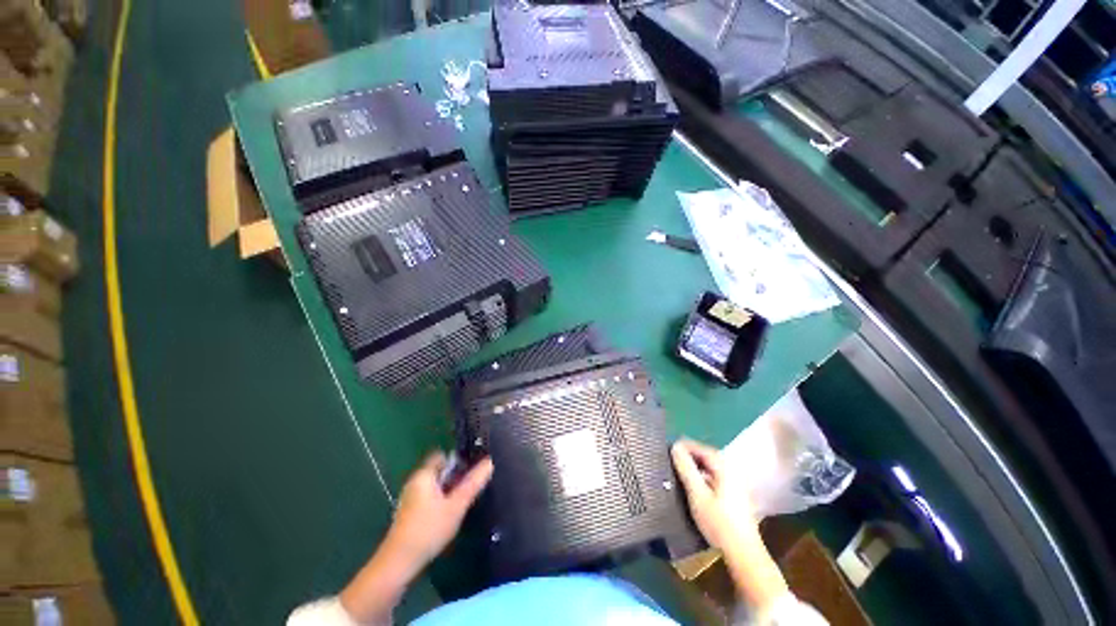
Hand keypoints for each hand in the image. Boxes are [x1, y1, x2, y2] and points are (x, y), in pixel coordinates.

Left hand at [382, 452, 493, 570]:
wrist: (398, 563)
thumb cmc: (429, 529)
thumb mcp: (456, 506)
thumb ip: (473, 483)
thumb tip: (489, 462)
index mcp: (423, 475)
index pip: (442, 455)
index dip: (458, 458)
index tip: (473, 466)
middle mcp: (415, 482)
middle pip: (439, 470)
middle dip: (455, 475)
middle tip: (472, 484)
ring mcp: (410, 498)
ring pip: (435, 485)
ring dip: (449, 489)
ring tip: (464, 499)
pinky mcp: (409, 513)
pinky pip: (429, 497)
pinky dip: (440, 500)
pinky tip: (449, 513)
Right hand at [671, 439, 757, 550]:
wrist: (743, 554)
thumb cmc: (719, 523)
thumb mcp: (697, 495)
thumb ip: (686, 469)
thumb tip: (675, 447)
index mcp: (725, 468)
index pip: (702, 448)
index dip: (685, 446)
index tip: (669, 448)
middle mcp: (732, 472)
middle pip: (708, 457)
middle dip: (690, 455)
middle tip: (672, 459)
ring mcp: (735, 484)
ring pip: (711, 468)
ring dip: (695, 466)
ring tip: (679, 470)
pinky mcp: (734, 496)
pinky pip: (715, 477)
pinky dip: (702, 476)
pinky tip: (693, 485)